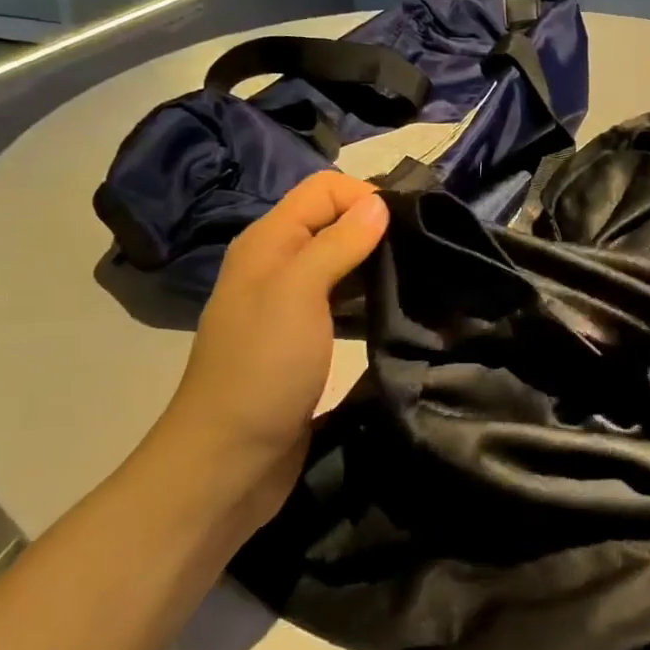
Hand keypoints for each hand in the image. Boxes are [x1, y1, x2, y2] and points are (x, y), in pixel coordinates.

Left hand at [151, 171, 387, 530]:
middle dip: (376, 230)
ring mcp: (290, 306)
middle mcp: (278, 265)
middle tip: (421, 254)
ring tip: (417, 282)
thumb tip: (378, 203)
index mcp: (269, 243)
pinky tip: (395, 314)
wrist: (228, 460)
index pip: (324, 189)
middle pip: (333, 222)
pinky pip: (342, 303)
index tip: (404, 229)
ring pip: (341, 263)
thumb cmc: (262, 370)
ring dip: (376, 266)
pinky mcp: (305, 341)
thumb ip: (337, 243)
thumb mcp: (298, 295)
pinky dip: (368, 300)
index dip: (364, 197)